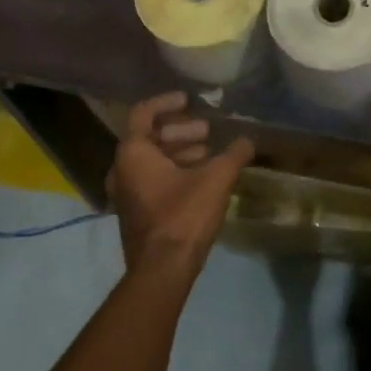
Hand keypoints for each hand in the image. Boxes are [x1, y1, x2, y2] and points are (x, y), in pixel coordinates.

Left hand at [107, 92, 253, 275]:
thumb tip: (248, 140)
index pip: (143, 113)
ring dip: (179, 151)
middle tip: (207, 130)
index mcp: (133, 153)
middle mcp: (122, 169)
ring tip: (209, 152)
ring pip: (151, 160)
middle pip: (148, 136)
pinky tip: (202, 177)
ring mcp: (126, 193)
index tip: (188, 100)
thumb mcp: (216, 178)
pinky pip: (152, 179)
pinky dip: (174, 170)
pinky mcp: (136, 212)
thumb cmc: (184, 215)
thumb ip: (234, 154)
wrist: (163, 270)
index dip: (166, 102)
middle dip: (179, 129)